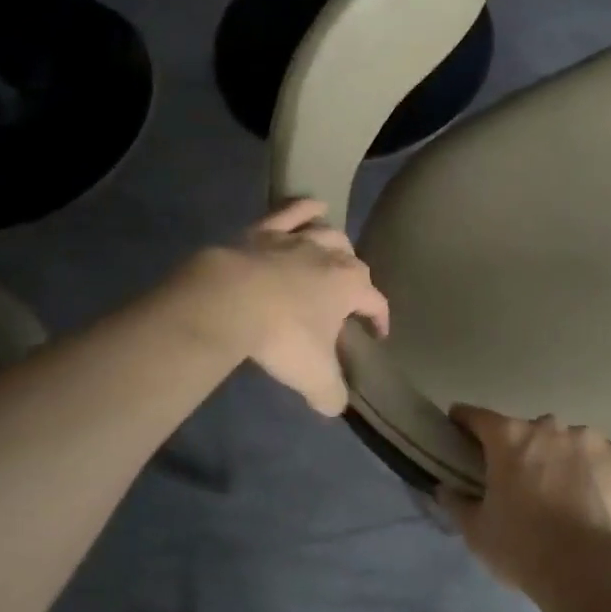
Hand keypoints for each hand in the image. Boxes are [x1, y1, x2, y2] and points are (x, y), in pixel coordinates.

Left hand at [202, 199, 388, 414]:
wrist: (230, 300)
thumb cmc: (282, 336)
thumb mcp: (314, 376)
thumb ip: (331, 393)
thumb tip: (335, 405)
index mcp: (351, 286)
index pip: (376, 302)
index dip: (380, 320)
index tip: (377, 336)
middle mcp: (332, 256)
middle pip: (354, 263)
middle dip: (356, 281)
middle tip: (346, 301)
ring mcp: (298, 238)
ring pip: (329, 233)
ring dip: (336, 244)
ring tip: (335, 254)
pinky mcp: (266, 230)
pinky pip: (293, 210)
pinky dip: (306, 207)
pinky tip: (315, 206)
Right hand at [439, 405, 610, 599]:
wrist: (595, 573)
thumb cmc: (525, 550)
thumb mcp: (478, 533)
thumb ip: (457, 504)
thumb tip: (444, 488)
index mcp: (510, 439)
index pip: (478, 417)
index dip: (465, 420)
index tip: (459, 424)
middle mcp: (550, 427)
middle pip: (530, 432)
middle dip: (525, 451)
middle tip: (526, 484)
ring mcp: (592, 439)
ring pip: (571, 443)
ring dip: (565, 461)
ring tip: (570, 498)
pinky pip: (605, 459)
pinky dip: (599, 473)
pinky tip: (600, 502)